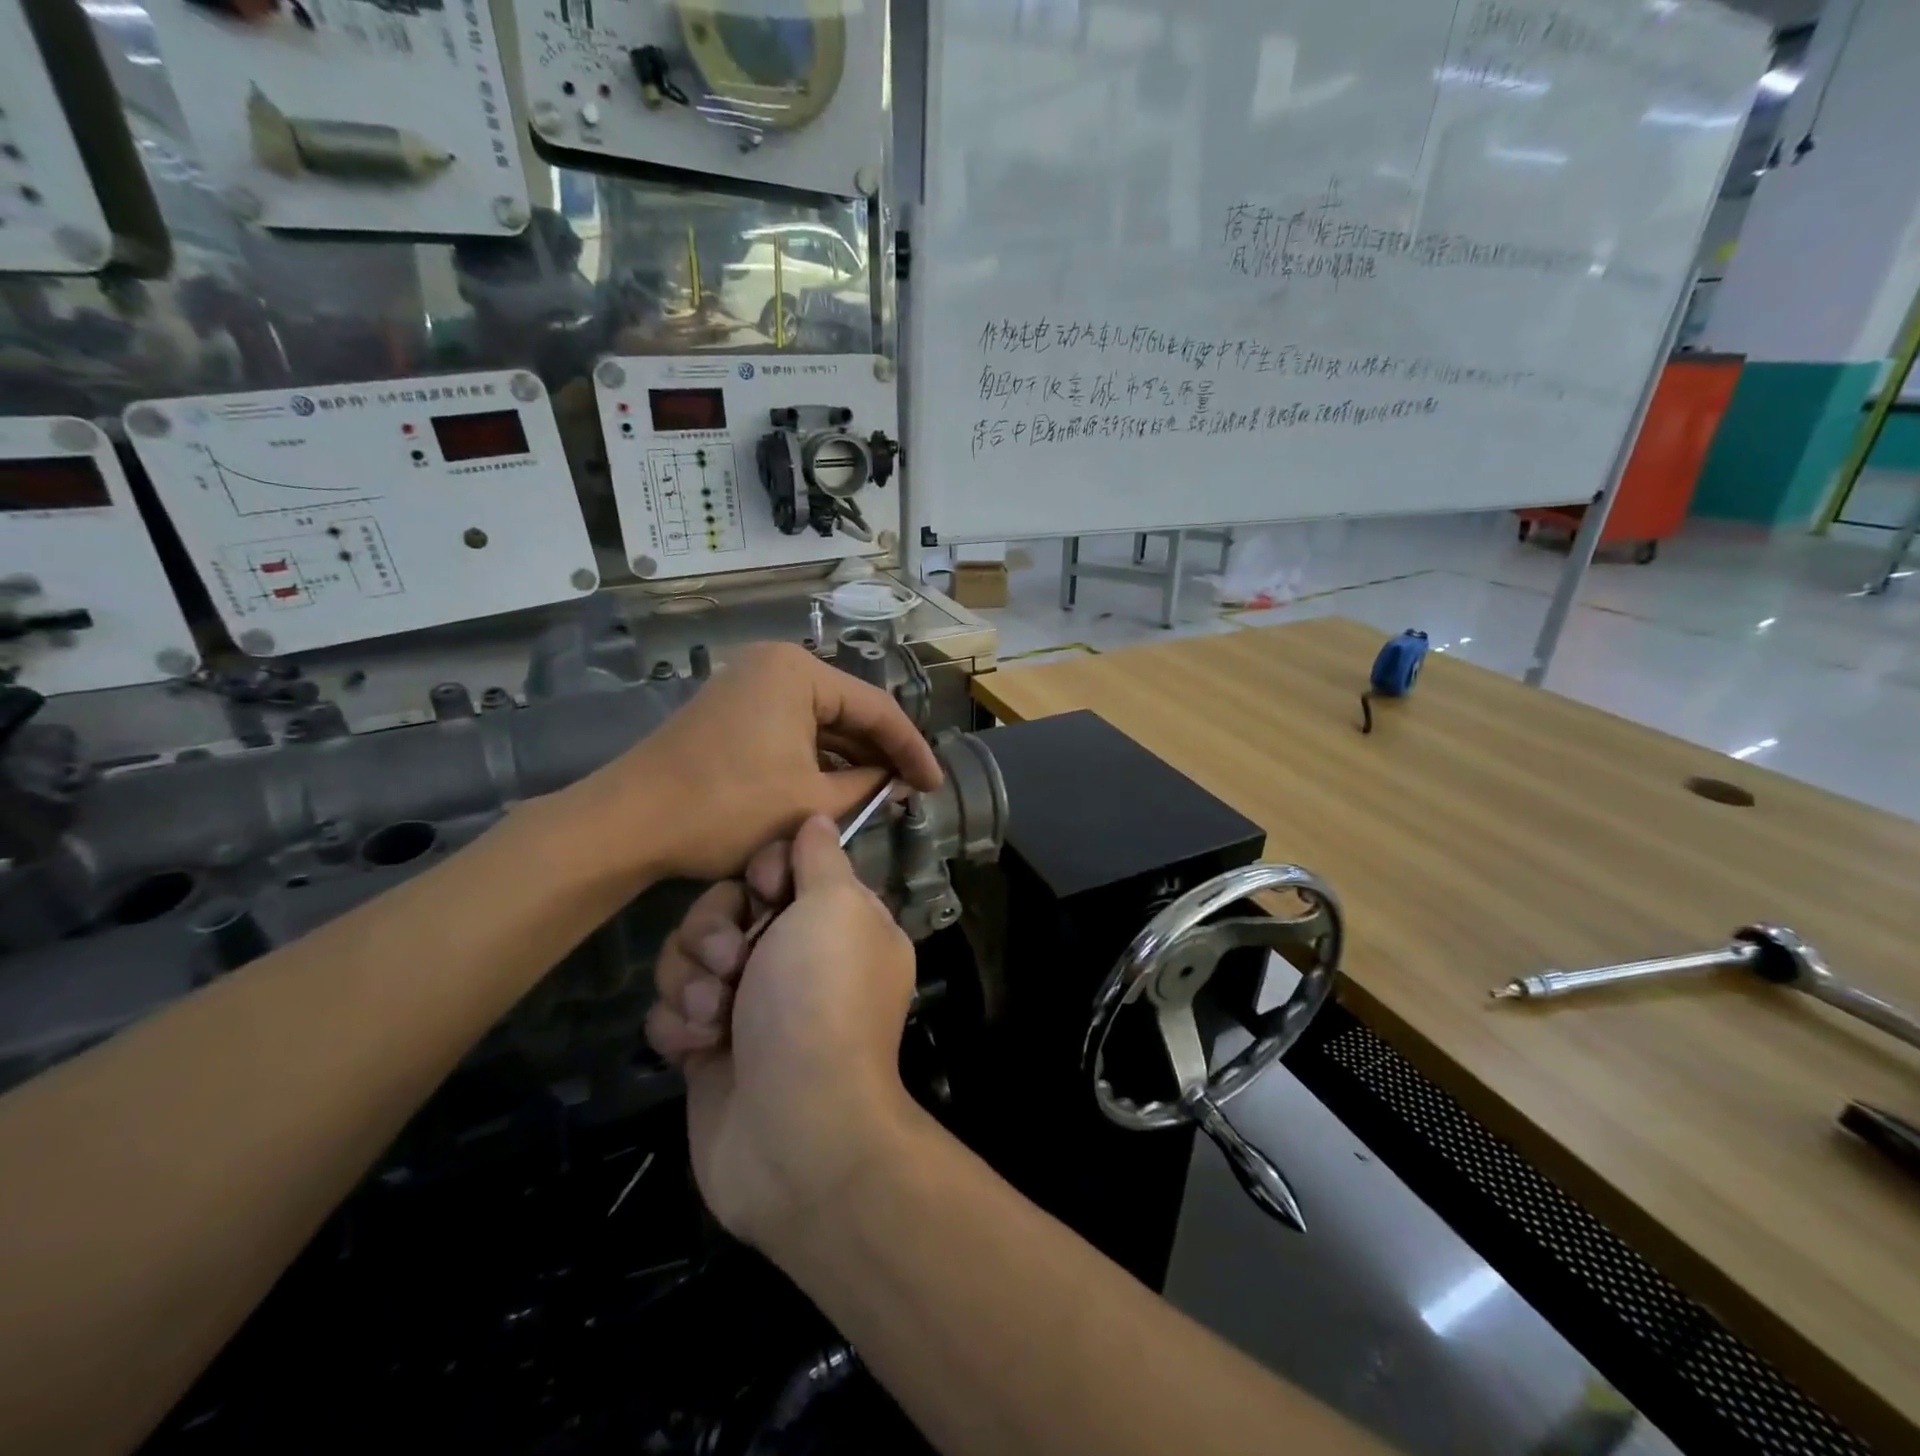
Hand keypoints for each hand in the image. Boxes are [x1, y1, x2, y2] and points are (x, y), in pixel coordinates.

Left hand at [569, 641, 941, 881]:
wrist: (630, 822)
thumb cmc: (727, 806)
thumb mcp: (810, 802)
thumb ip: (866, 788)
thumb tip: (896, 784)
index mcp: (798, 672)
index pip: (876, 708)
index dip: (911, 750)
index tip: (935, 785)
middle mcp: (775, 666)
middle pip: (847, 710)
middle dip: (880, 753)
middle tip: (912, 791)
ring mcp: (749, 685)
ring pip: (819, 722)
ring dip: (849, 758)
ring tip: (882, 794)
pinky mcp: (732, 711)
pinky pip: (791, 729)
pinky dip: (816, 758)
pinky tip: (838, 786)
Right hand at [646, 815, 916, 1246]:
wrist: (795, 1130)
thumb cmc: (820, 1001)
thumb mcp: (836, 908)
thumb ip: (822, 859)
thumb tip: (818, 820)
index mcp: (836, 920)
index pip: (781, 866)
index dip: (762, 872)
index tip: (765, 890)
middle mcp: (795, 957)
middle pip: (724, 908)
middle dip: (715, 930)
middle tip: (732, 962)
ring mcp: (749, 1003)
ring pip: (689, 956)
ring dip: (693, 981)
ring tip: (716, 1016)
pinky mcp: (708, 1047)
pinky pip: (670, 1009)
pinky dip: (679, 1024)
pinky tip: (699, 1048)